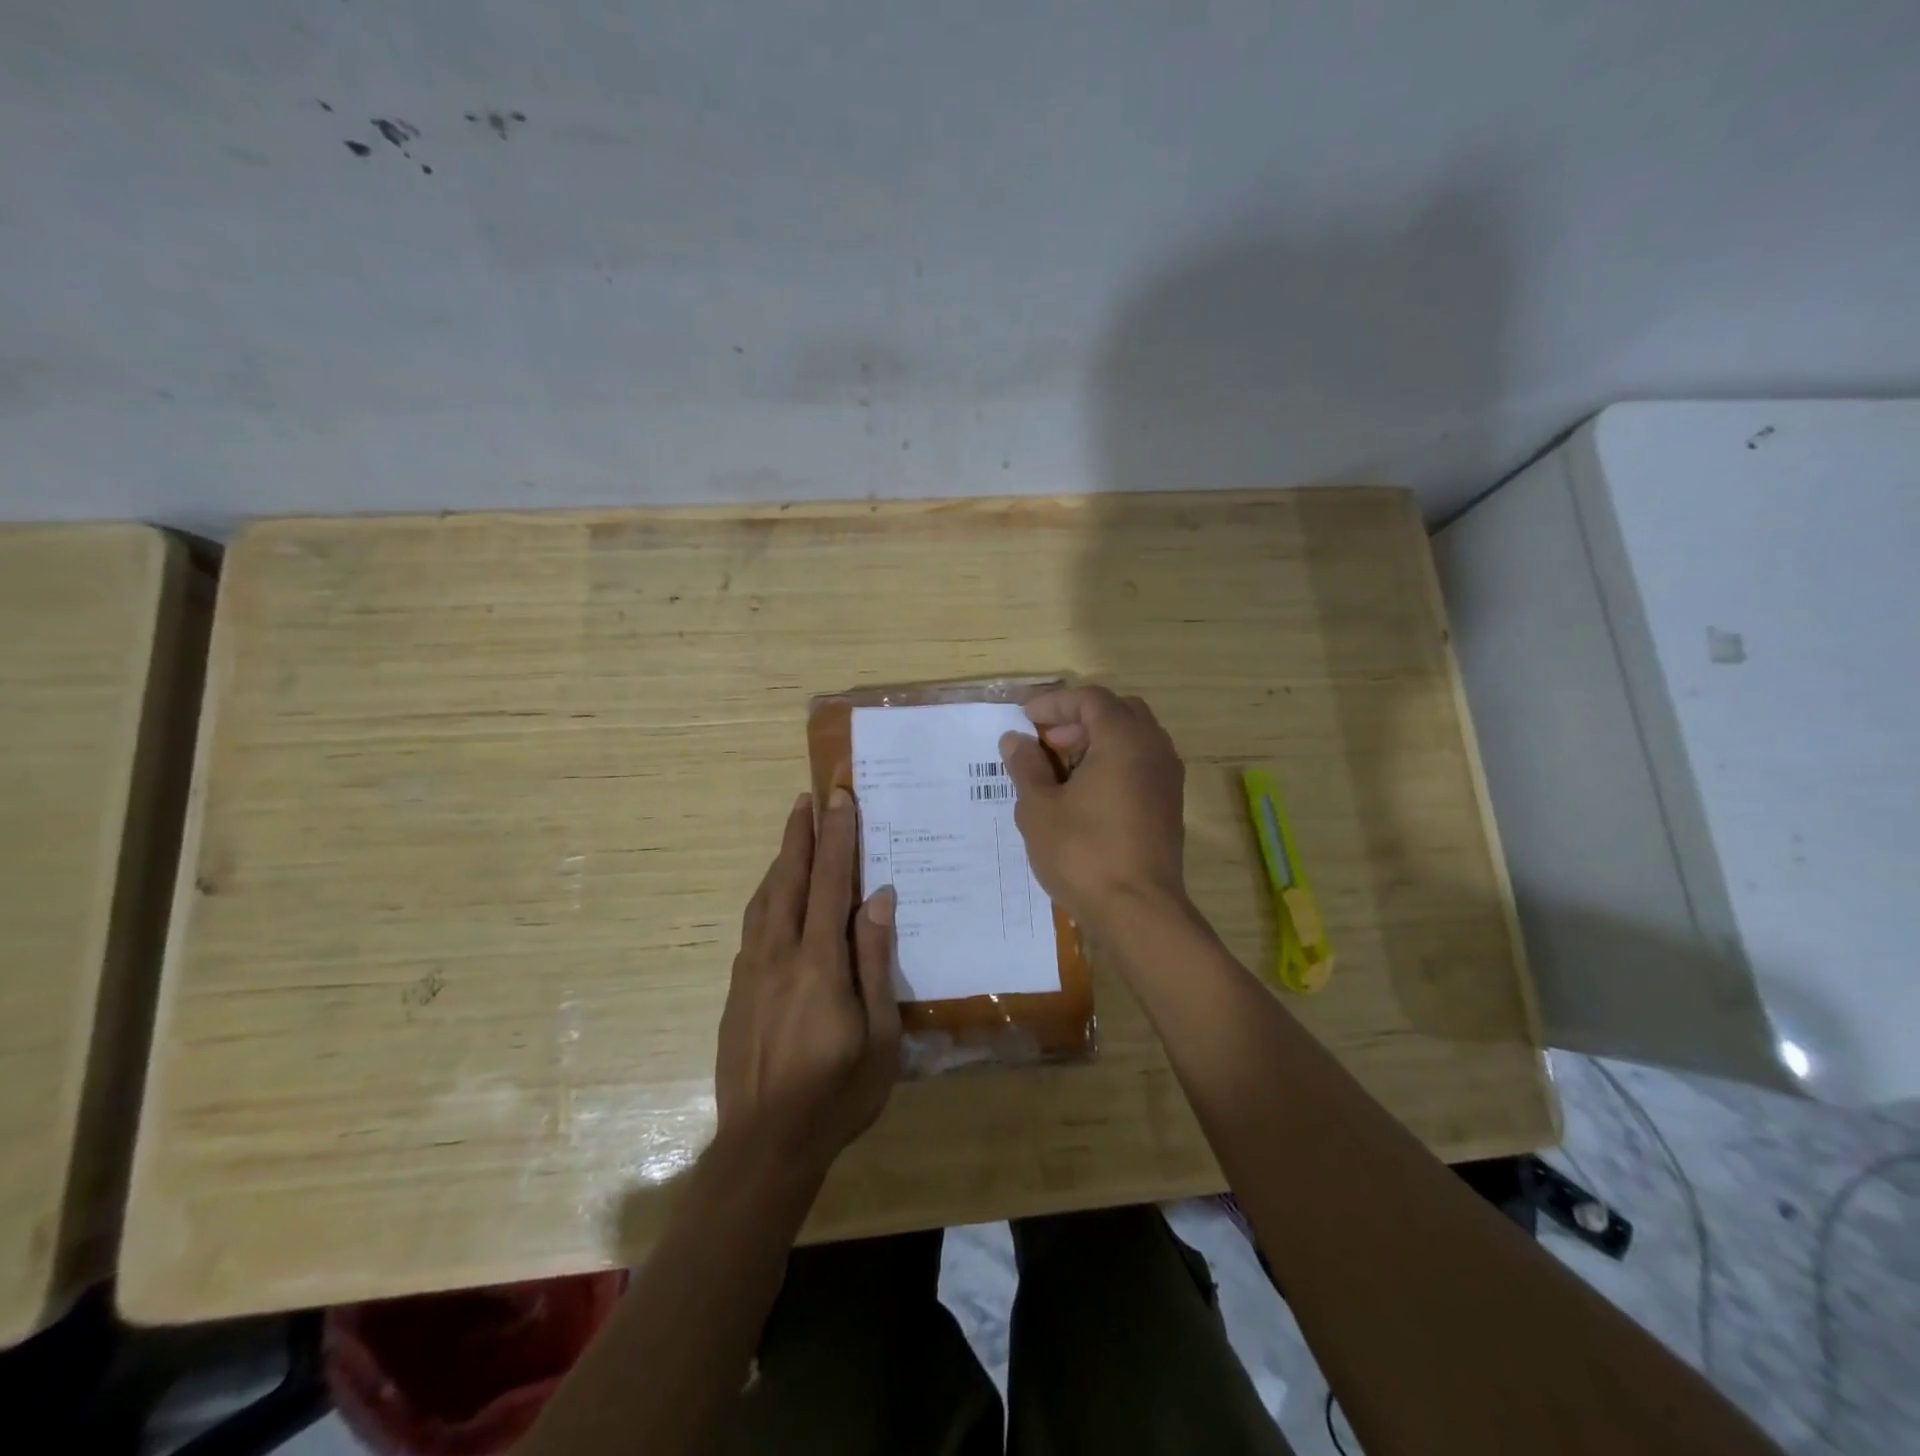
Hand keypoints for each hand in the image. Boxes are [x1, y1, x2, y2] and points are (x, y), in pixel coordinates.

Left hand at [715, 789, 900, 1177]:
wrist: (763, 1147)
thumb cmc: (837, 1094)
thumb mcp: (880, 1035)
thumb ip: (875, 961)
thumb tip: (880, 898)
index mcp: (819, 963)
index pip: (830, 883)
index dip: (837, 836)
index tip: (840, 796)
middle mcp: (779, 955)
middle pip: (789, 879)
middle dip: (801, 834)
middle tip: (809, 796)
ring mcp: (751, 972)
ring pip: (765, 900)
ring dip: (781, 860)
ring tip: (793, 832)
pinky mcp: (736, 991)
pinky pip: (753, 927)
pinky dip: (768, 896)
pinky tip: (775, 896)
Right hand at [999, 686, 1187, 934]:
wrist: (1138, 911)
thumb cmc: (1083, 852)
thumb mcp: (1039, 808)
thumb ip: (1026, 766)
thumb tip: (1015, 740)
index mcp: (1124, 739)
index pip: (1090, 699)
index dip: (1054, 703)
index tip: (1025, 719)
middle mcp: (1153, 749)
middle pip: (1117, 712)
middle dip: (1078, 719)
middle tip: (1046, 742)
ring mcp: (1167, 778)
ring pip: (1132, 739)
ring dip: (1097, 742)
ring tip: (1061, 770)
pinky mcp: (1169, 805)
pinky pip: (1141, 765)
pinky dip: (1113, 764)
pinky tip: (1085, 795)